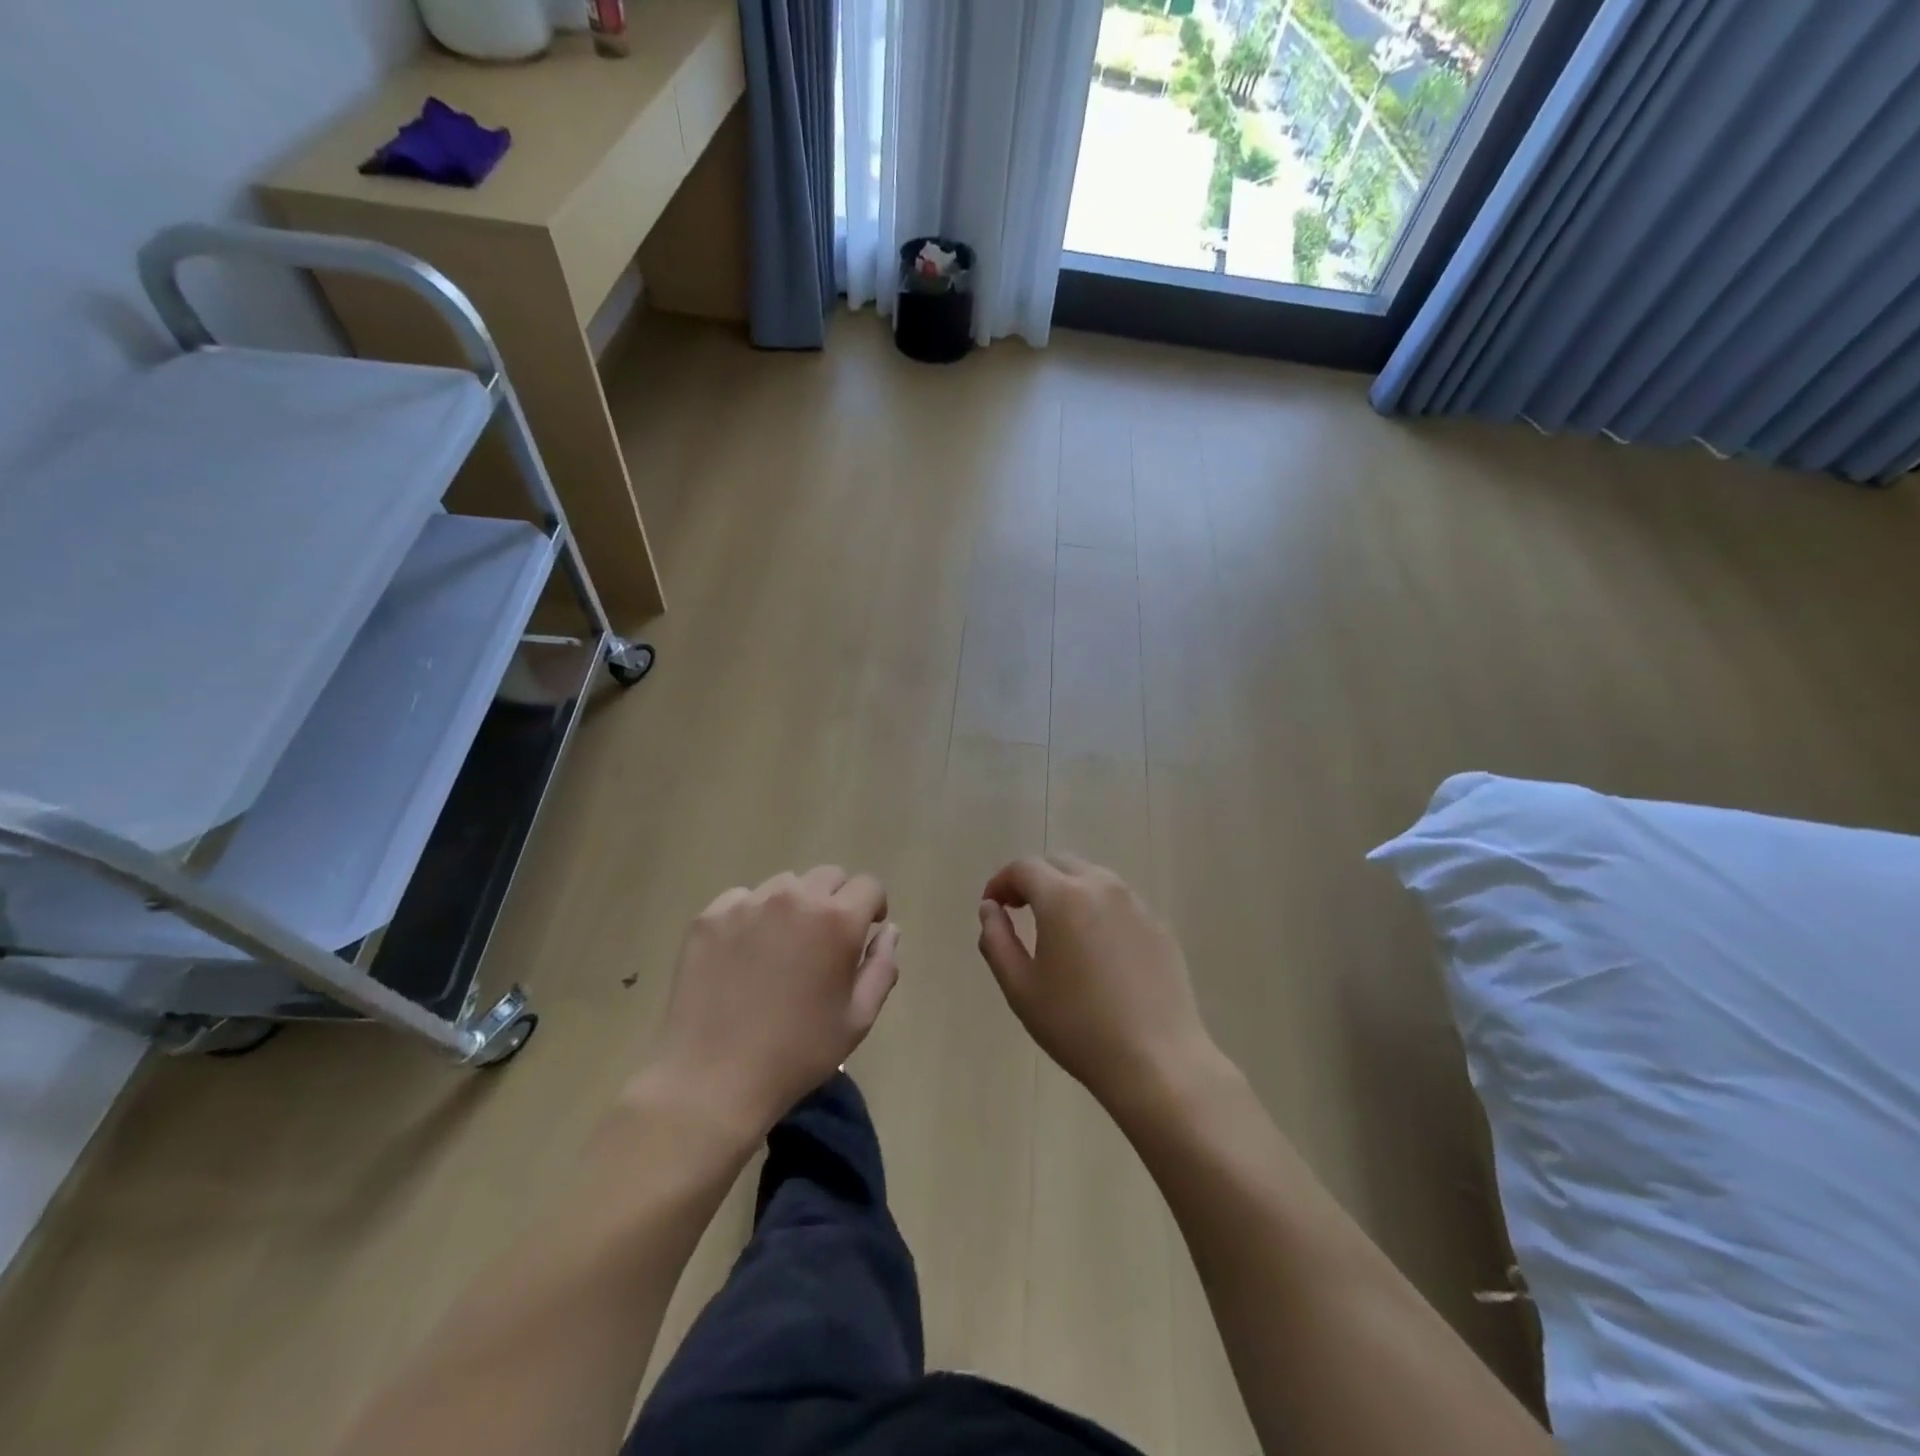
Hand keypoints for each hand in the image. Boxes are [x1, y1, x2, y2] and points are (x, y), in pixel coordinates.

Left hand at [646, 867, 898, 1138]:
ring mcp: (748, 904)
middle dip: (836, 901)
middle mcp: (794, 898)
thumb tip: (888, 930)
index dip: (872, 907)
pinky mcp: (710, 917)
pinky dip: (752, 917)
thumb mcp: (858, 1019)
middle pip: (828, 876)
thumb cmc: (797, 1053)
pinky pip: (743, 900)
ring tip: (782, 948)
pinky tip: (744, 955)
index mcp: (837, 920)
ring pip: (785, 885)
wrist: (712, 1079)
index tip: (865, 933)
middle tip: (824, 942)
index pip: (868, 885)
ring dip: (794, 906)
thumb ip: (882, 966)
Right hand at [977, 855, 1214, 1112]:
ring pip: (1092, 877)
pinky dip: (1097, 908)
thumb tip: (990, 909)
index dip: (1001, 881)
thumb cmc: (1078, 1026)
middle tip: (1018, 909)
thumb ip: (996, 940)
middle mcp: (1102, 887)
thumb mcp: (1020, 988)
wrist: (1157, 1061)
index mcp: (1063, 897)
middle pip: (1059, 863)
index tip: (992, 906)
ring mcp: (1136, 904)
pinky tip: (1095, 949)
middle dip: (1033, 879)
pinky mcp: (1158, 926)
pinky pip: (1119, 902)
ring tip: (1056, 927)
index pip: (1024, 868)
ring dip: (1066, 889)